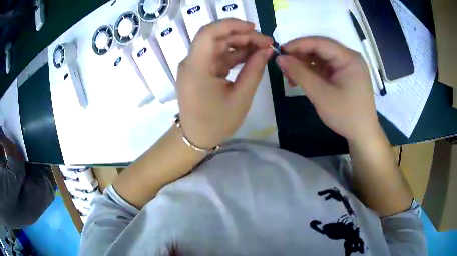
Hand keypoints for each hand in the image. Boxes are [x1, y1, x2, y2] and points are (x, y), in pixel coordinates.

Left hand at [177, 19, 272, 148]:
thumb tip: (267, 49)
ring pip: (219, 45)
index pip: (209, 33)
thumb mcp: (240, 98)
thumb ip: (254, 70)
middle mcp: (192, 62)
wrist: (195, 137)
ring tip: (263, 49)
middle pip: (216, 37)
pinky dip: (235, 54)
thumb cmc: (216, 123)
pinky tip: (251, 57)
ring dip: (241, 44)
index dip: (231, 24)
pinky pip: (218, 56)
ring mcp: (195, 65)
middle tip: (266, 42)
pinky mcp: (200, 70)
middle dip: (242, 35)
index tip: (253, 28)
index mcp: (196, 68)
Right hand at [276, 37, 379, 142]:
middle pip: (321, 49)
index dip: (298, 44)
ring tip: (290, 76)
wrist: (363, 134)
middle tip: (283, 65)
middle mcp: (350, 57)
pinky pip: (326, 67)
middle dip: (301, 56)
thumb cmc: (345, 115)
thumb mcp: (320, 94)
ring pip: (322, 58)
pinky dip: (313, 72)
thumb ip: (299, 73)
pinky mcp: (346, 75)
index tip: (280, 51)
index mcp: (349, 58)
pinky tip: (302, 80)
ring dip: (305, 65)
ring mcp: (348, 66)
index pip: (320, 43)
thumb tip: (280, 58)